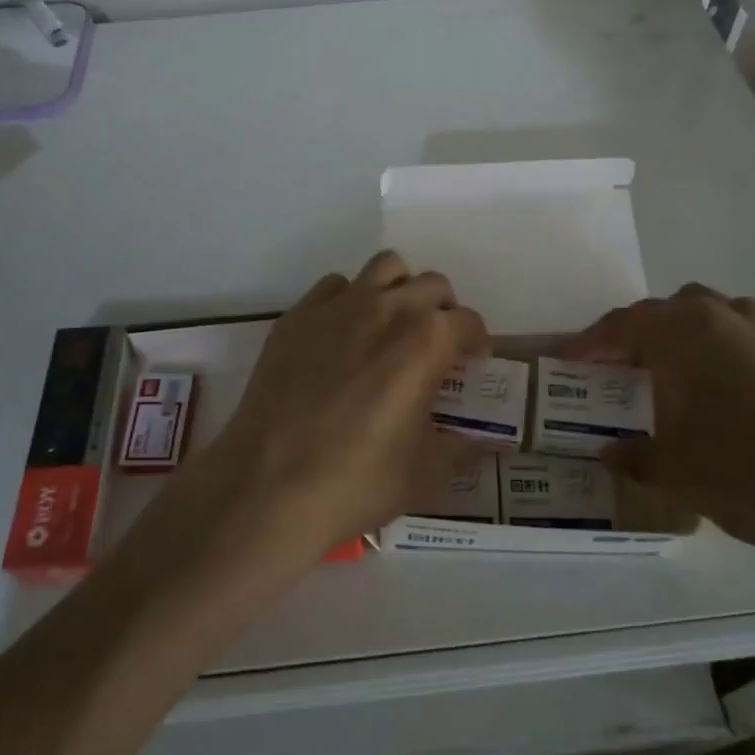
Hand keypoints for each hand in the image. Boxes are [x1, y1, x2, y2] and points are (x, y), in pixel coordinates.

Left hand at [158, 251, 488, 576]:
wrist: (269, 486)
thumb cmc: (358, 482)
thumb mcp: (426, 474)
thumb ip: (461, 448)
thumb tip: (485, 442)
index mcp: (427, 340)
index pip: (468, 322)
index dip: (476, 343)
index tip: (470, 364)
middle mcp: (387, 308)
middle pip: (431, 285)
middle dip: (443, 311)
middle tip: (435, 347)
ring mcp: (338, 306)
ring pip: (384, 268)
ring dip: (399, 290)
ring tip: (393, 327)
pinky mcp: (298, 316)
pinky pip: (334, 287)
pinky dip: (350, 301)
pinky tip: (343, 338)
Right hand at [565, 285, 754, 581]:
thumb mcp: (680, 473)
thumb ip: (635, 457)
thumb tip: (608, 451)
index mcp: (685, 331)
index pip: (620, 326)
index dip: (588, 345)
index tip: (565, 364)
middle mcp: (723, 315)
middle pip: (661, 314)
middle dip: (630, 339)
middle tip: (612, 375)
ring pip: (702, 320)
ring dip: (672, 342)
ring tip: (660, 383)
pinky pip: (734, 337)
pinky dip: (709, 354)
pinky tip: (713, 397)